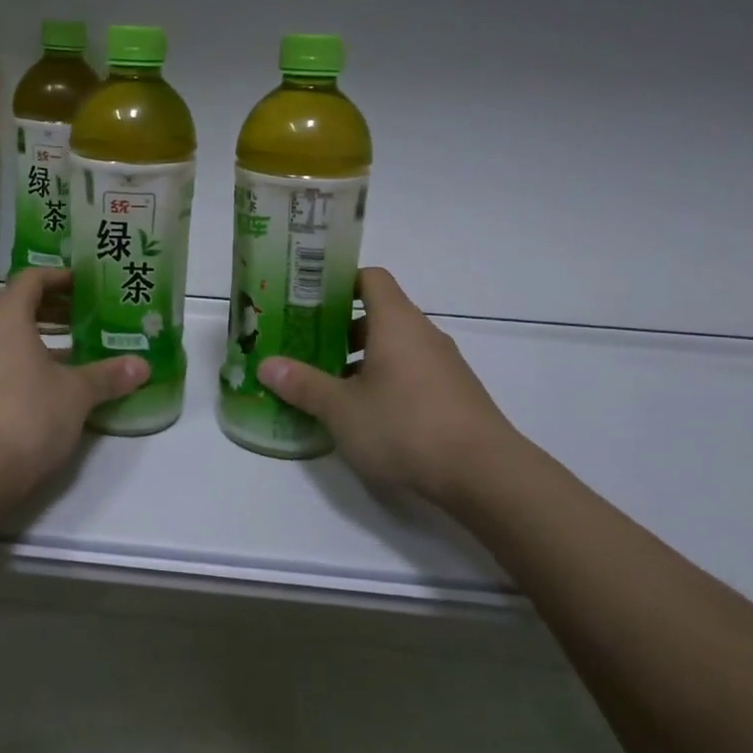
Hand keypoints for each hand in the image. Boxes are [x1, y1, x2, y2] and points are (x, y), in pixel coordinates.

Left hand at [0, 270, 146, 507]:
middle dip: (52, 308)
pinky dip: (19, 358)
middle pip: (16, 304)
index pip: (32, 278)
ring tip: (74, 350)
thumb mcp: (76, 394)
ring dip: (37, 336)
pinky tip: (47, 383)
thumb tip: (142, 365)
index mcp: (4, 315)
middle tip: (86, 316)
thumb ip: (108, 375)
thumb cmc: (27, 416)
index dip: (61, 277)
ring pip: (4, 334)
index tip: (86, 286)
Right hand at [257, 267, 530, 505]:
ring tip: (328, 385)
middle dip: (339, 329)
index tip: (307, 298)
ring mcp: (443, 365)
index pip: (369, 278)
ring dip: (361, 359)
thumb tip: (266, 365)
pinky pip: (411, 373)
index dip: (338, 281)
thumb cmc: (405, 426)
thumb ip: (303, 384)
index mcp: (396, 322)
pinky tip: (365, 414)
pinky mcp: (454, 395)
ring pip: (394, 347)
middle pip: (378, 314)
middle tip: (304, 346)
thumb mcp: (342, 409)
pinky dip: (385, 381)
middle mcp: (422, 334)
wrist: (486, 475)